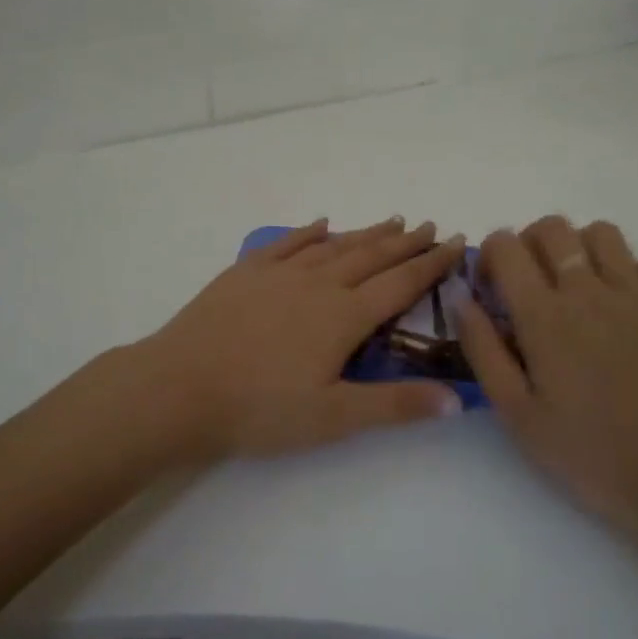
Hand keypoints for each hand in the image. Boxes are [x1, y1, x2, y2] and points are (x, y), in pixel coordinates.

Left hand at [132, 217, 466, 459]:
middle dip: (406, 242)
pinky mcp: (246, 272)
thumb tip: (458, 399)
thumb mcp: (334, 417)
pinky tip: (321, 224)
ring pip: (334, 246)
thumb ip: (395, 405)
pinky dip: (309, 232)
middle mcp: (318, 284)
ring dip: (366, 233)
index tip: (457, 242)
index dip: (432, 263)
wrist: (179, 387)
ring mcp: (279, 273)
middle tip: (431, 226)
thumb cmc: (260, 409)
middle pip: (372, 256)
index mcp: (344, 316)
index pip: (400, 283)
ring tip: (392, 221)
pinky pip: (286, 243)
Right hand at [456, 216, 637, 541]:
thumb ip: (482, 348)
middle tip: (526, 285)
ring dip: (578, 247)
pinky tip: (617, 307)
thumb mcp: (516, 411)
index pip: (505, 244)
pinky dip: (626, 272)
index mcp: (544, 314)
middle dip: (527, 243)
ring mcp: (635, 296)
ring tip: (572, 287)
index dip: (488, 256)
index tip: (488, 291)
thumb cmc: (586, 452)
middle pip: (552, 227)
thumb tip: (459, 297)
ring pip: (601, 232)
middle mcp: (588, 290)